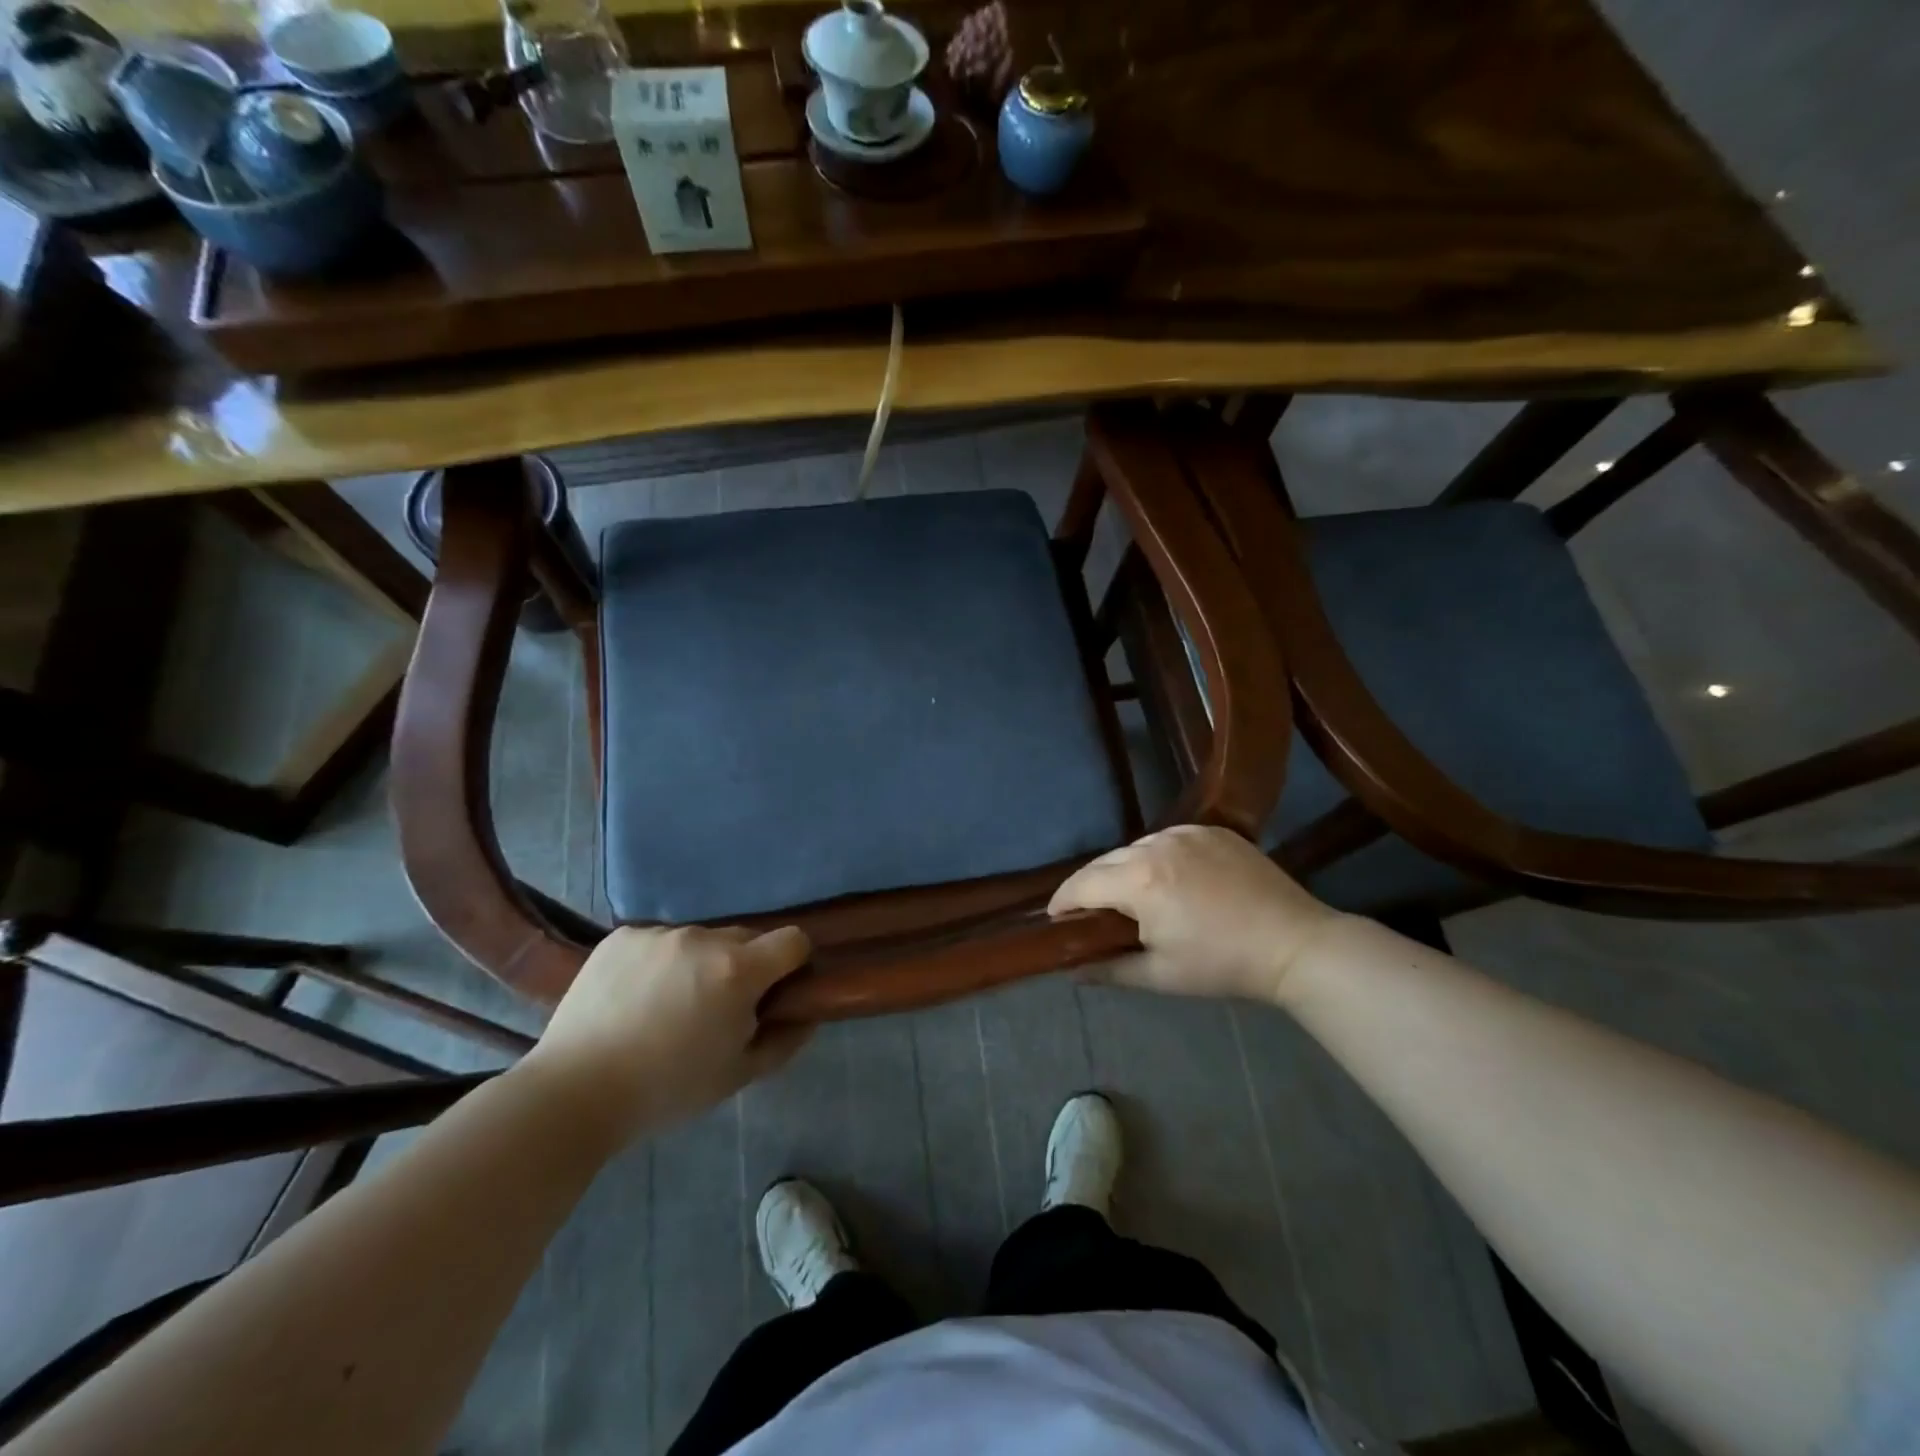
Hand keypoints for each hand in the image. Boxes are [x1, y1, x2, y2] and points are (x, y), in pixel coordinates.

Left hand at [524, 925, 812, 1143]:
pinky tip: (635, 998)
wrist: (573, 1092)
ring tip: (668, 1007)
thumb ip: (784, 1041)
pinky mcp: (622, 936)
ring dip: (699, 964)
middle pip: (745, 939)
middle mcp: (703, 938)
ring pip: (699, 940)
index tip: (777, 991)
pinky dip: (659, 962)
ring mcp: (659, 933)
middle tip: (718, 1009)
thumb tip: (809, 1014)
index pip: (793, 940)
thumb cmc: (666, 1090)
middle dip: (743, 967)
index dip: (794, 963)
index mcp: (738, 970)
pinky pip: (659, 941)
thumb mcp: (737, 1075)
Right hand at [1049, 825, 1342, 1003]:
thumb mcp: (1160, 975)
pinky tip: (1169, 880)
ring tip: (1132, 897)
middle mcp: (1156, 845)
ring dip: (1124, 870)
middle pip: (1105, 862)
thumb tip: (1071, 971)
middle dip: (1091, 886)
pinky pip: (1168, 839)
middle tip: (1091, 914)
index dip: (1062, 902)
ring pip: (1136, 848)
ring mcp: (1187, 833)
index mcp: (1139, 880)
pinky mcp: (1213, 830)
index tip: (1055, 920)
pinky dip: (1157, 857)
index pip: (1082, 884)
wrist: (1295, 944)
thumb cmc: (1223, 965)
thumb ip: (1108, 969)